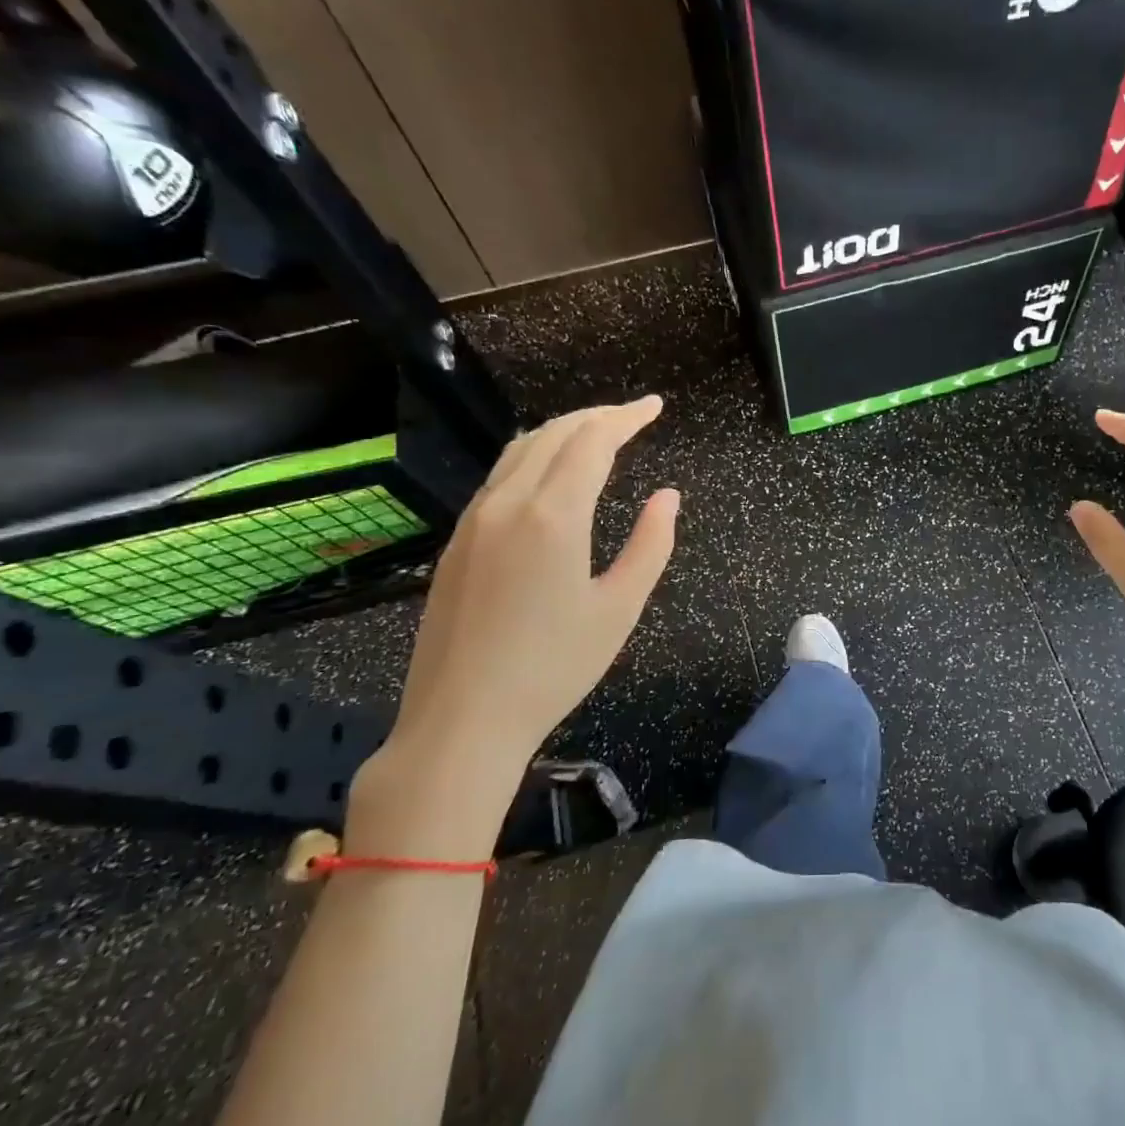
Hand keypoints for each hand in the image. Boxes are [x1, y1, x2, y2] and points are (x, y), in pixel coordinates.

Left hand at [350, 397, 677, 851]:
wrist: (462, 719)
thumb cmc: (554, 668)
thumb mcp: (620, 608)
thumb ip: (650, 545)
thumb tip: (667, 496)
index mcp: (553, 516)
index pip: (592, 440)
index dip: (627, 417)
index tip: (655, 406)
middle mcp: (508, 503)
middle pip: (553, 434)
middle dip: (596, 416)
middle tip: (633, 417)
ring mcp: (474, 520)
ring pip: (520, 450)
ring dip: (563, 432)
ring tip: (597, 436)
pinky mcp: (457, 542)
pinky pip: (500, 477)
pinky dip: (534, 457)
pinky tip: (550, 476)